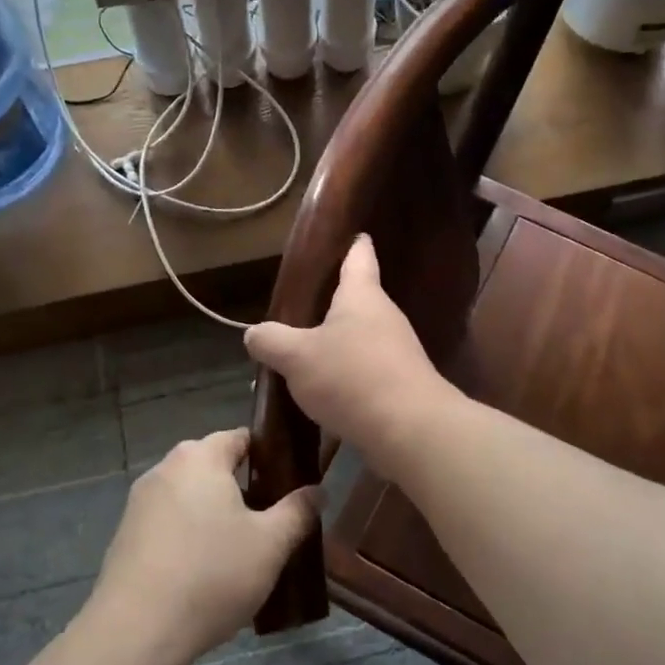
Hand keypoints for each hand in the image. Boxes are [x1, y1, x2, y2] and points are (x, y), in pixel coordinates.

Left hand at [89, 429, 321, 664]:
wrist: (136, 631)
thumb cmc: (211, 574)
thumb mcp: (271, 544)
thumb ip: (298, 511)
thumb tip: (318, 491)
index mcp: (200, 457)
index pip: (242, 437)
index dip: (270, 455)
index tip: (291, 484)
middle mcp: (165, 469)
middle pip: (214, 467)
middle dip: (244, 489)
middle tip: (272, 523)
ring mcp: (140, 503)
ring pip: (191, 498)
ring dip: (215, 516)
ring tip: (242, 553)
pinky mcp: (125, 536)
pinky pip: (169, 524)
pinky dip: (189, 538)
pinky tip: (204, 574)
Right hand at [244, 234, 455, 462]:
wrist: (410, 429)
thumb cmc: (351, 377)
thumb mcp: (296, 357)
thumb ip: (271, 341)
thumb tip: (254, 334)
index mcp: (362, 296)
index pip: (360, 258)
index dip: (354, 245)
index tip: (355, 235)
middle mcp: (385, 317)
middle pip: (359, 301)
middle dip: (334, 305)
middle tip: (303, 310)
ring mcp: (399, 352)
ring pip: (362, 339)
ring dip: (339, 346)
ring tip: (307, 358)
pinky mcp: (403, 384)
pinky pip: (369, 372)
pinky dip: (349, 377)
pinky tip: (329, 395)